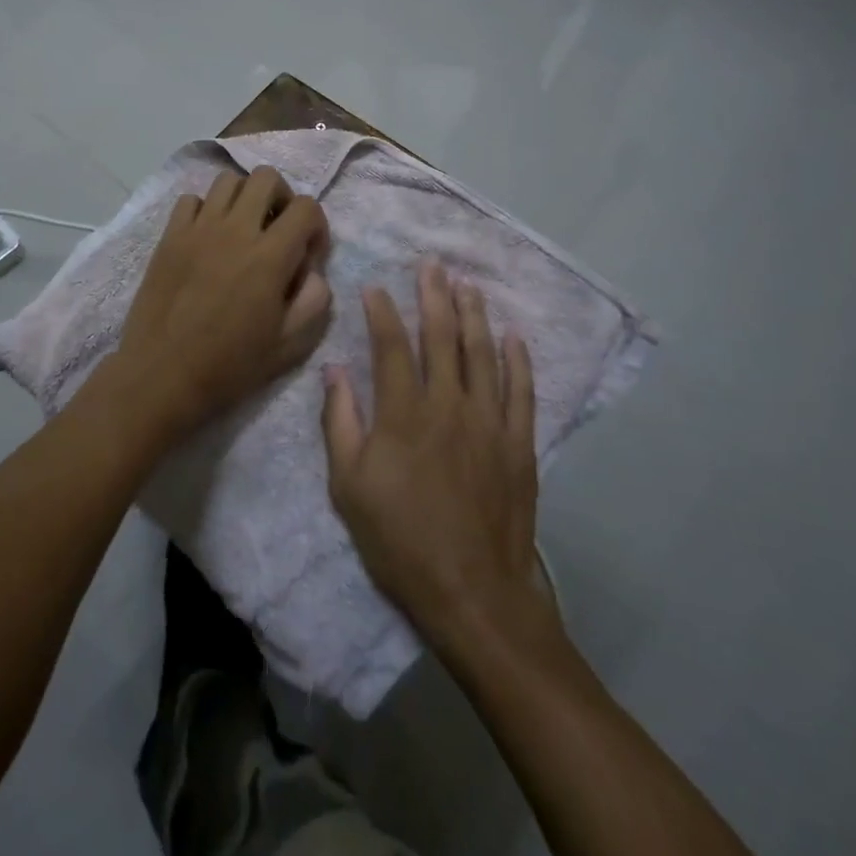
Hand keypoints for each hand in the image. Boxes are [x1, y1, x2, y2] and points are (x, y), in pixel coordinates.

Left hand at [118, 167, 331, 436]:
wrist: (162, 376)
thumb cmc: (230, 366)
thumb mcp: (290, 344)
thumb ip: (315, 299)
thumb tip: (312, 269)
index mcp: (270, 256)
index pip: (305, 207)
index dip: (316, 226)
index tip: (308, 254)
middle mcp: (235, 230)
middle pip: (266, 177)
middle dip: (282, 197)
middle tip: (278, 230)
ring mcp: (197, 229)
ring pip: (227, 181)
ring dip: (244, 198)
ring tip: (243, 229)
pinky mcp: (169, 237)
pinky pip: (191, 200)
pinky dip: (206, 210)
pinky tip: (208, 238)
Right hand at [321, 262, 545, 648]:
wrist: (471, 591)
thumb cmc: (400, 540)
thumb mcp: (349, 487)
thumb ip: (340, 422)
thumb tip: (334, 370)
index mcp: (403, 413)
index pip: (391, 345)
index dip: (382, 312)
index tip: (375, 287)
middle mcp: (448, 404)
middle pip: (441, 337)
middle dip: (434, 296)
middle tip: (432, 265)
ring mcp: (489, 421)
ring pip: (482, 354)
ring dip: (474, 315)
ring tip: (468, 286)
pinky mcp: (518, 443)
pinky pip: (521, 390)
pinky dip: (518, 360)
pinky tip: (513, 336)